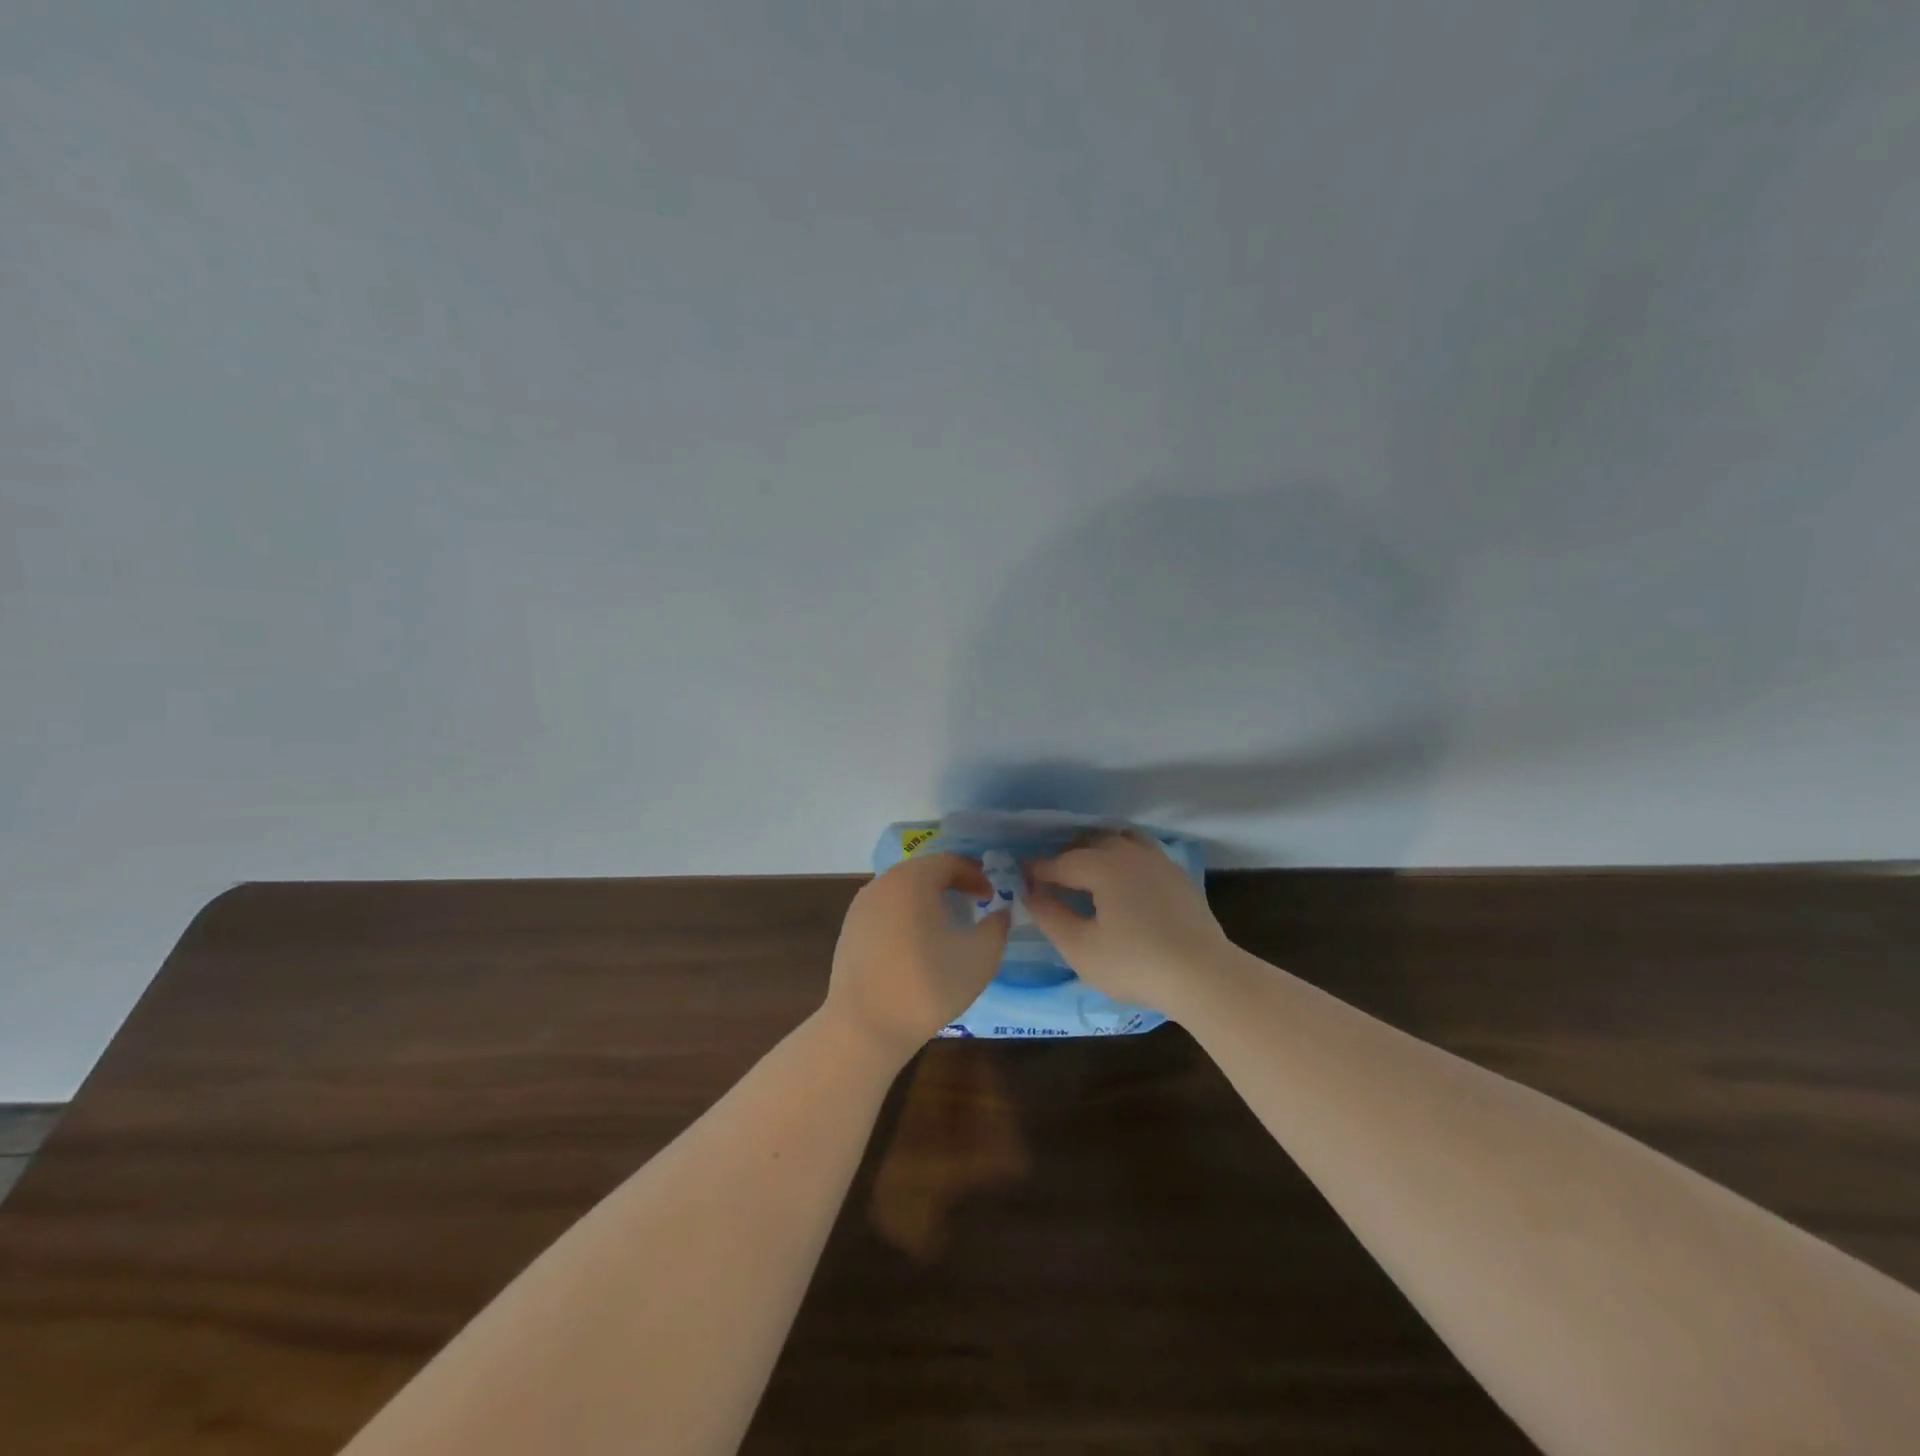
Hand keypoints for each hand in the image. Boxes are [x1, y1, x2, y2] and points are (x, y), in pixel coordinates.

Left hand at [824, 852, 1010, 1061]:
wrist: (865, 1028)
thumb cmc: (927, 986)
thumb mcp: (979, 957)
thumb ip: (996, 927)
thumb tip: (999, 913)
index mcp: (911, 880)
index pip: (949, 862)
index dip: (975, 875)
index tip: (992, 896)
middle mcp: (881, 884)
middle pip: (922, 872)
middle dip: (951, 884)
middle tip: (973, 903)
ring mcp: (860, 908)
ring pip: (901, 891)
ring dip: (927, 900)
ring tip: (947, 924)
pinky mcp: (849, 932)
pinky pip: (885, 911)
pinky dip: (906, 917)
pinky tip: (917, 945)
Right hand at [1023, 832, 1229, 1006]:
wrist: (1203, 975)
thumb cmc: (1135, 963)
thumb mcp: (1081, 948)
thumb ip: (1051, 917)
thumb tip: (1030, 893)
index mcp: (1102, 866)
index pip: (1060, 862)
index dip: (1038, 870)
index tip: (1022, 877)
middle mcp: (1129, 853)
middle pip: (1091, 841)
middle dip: (1067, 855)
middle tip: (1053, 878)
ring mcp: (1158, 861)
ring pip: (1120, 839)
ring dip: (1099, 849)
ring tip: (1089, 873)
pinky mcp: (1177, 876)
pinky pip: (1142, 852)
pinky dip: (1124, 857)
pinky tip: (1124, 883)